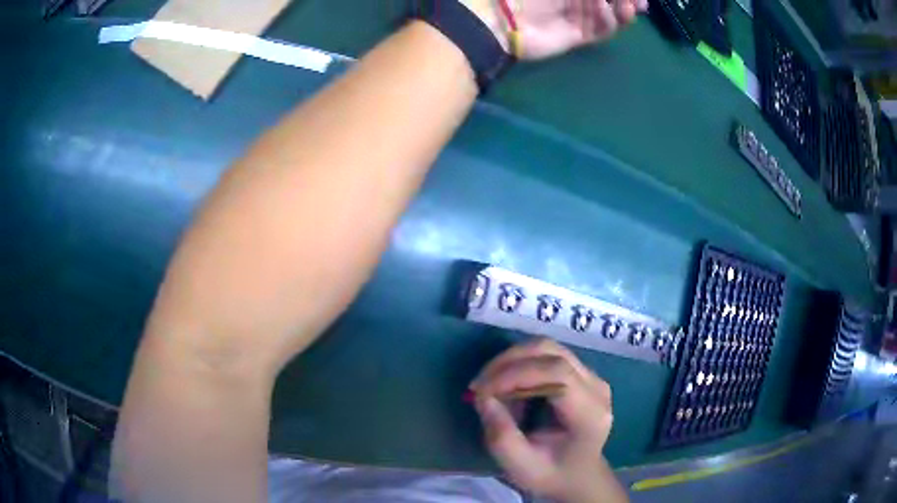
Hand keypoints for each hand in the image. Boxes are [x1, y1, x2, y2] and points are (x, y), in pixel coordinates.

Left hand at [462, 0, 648, 58]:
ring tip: (628, 6)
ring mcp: (579, 17)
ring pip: (611, 14)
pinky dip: (611, 20)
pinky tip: (609, 11)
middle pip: (611, 0)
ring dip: (623, 9)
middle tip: (641, 2)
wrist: (505, 18)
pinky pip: (603, 29)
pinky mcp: (579, 36)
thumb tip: (606, 0)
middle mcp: (578, 0)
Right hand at [470, 339, 624, 502]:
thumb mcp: (520, 467)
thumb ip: (501, 436)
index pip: (558, 374)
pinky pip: (548, 356)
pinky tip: (509, 388)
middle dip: (509, 362)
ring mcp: (592, 376)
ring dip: (513, 361)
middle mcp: (597, 387)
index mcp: (590, 414)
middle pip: (552, 352)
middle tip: (479, 385)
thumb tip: (484, 396)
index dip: (516, 374)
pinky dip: (521, 365)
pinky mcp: (582, 373)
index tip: (482, 391)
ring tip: (492, 387)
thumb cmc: (551, 475)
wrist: (578, 476)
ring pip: (548, 348)